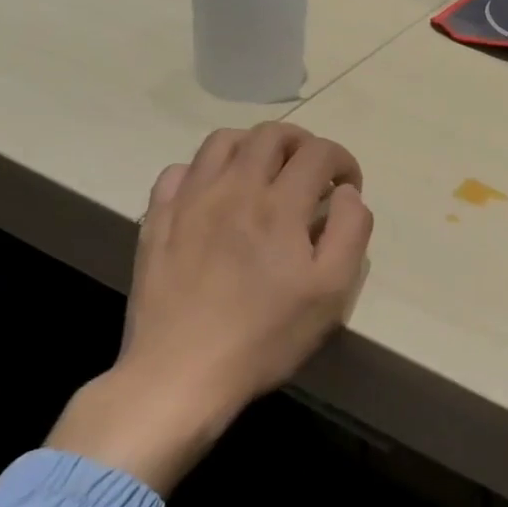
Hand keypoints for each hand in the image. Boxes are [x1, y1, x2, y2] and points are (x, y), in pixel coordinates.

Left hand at [48, 123, 372, 492]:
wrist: (181, 373)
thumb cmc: (266, 336)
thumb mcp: (331, 292)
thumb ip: (350, 231)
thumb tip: (347, 193)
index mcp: (280, 205)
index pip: (318, 152)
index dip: (343, 161)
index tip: (347, 189)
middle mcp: (233, 188)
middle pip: (271, 134)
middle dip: (303, 143)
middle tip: (313, 174)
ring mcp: (189, 201)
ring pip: (223, 141)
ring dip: (255, 147)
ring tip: (267, 175)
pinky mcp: (157, 220)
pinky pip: (180, 171)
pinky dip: (206, 170)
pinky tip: (216, 196)